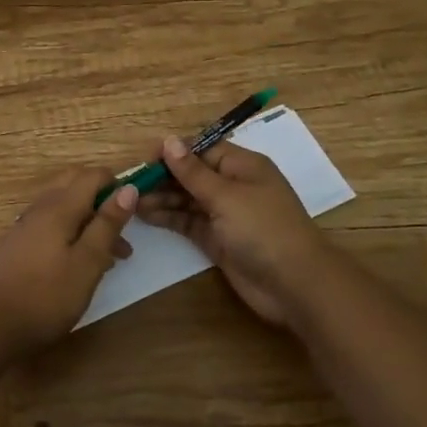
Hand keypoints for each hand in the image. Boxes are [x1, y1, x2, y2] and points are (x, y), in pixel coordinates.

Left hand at [0, 167, 136, 356]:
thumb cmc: (46, 295)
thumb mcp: (87, 262)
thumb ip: (107, 224)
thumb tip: (128, 188)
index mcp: (59, 206)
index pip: (92, 176)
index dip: (117, 184)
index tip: (137, 209)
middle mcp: (42, 208)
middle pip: (76, 185)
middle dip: (103, 200)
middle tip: (124, 230)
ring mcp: (28, 226)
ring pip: (66, 207)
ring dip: (91, 221)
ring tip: (115, 256)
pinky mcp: (22, 245)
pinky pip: (54, 225)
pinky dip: (75, 233)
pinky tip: (85, 264)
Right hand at [134, 137, 333, 327]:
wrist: (295, 285)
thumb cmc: (263, 229)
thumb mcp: (226, 196)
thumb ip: (193, 172)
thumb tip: (169, 141)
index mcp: (241, 165)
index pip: (201, 149)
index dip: (173, 152)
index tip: (144, 160)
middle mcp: (233, 185)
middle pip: (192, 174)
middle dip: (163, 176)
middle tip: (131, 183)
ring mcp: (225, 214)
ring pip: (187, 198)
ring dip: (162, 197)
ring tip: (132, 200)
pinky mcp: (218, 239)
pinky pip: (188, 221)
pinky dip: (168, 217)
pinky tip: (145, 214)